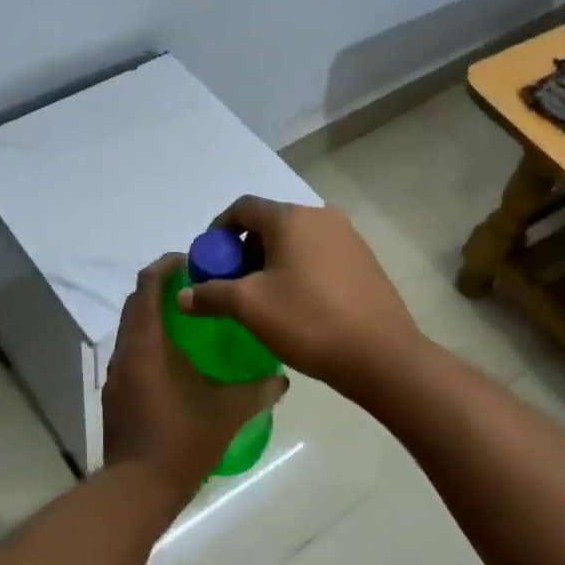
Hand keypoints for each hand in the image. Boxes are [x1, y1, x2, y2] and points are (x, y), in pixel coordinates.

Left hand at [102, 254, 287, 498]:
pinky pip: (132, 352)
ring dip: (156, 316)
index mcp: (147, 343)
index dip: (167, 266)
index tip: (193, 260)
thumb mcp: (229, 412)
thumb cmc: (183, 440)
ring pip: (133, 328)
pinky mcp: (116, 394)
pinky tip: (178, 362)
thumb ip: (259, 390)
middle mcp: (126, 350)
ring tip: (192, 321)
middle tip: (199, 288)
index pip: (148, 285)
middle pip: (137, 302)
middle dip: (163, 288)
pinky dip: (152, 342)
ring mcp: (117, 374)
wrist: (139, 488)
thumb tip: (282, 379)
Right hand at [178, 197, 422, 399]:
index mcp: (292, 218)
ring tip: (263, 299)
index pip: (243, 208)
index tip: (209, 262)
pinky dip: (299, 270)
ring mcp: (349, 238)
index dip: (218, 231)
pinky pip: (319, 255)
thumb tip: (183, 295)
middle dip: (244, 250)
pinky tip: (297, 305)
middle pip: (270, 223)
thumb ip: (211, 294)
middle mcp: (322, 217)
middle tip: (232, 285)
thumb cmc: (308, 321)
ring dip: (271, 262)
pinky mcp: (364, 261)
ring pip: (296, 241)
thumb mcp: (249, 307)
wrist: (381, 355)